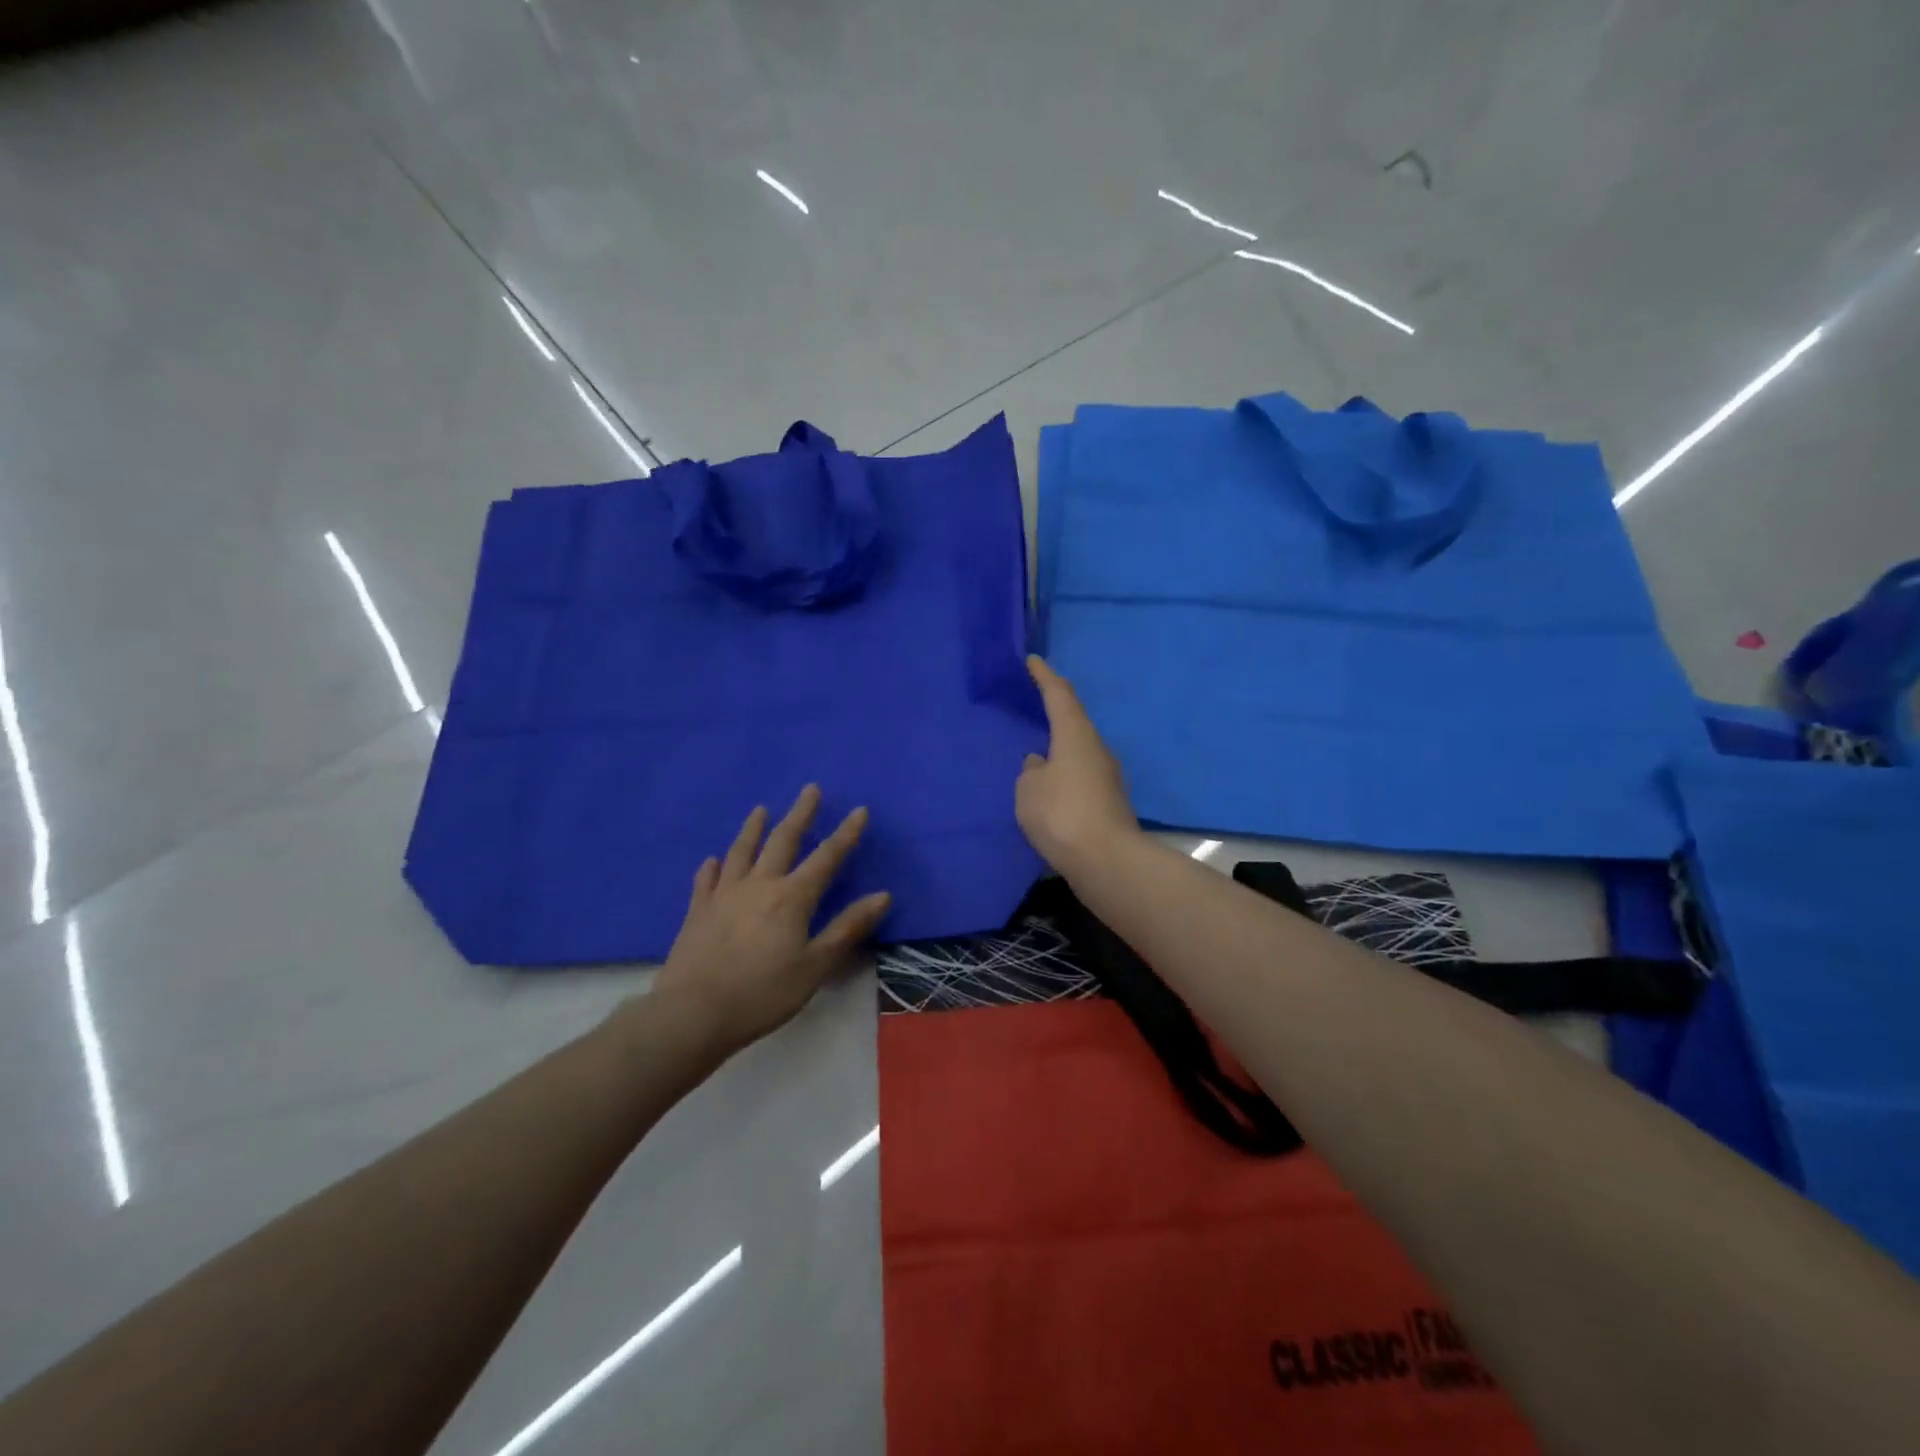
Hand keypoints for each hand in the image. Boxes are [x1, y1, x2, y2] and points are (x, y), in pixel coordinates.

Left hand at [651, 786, 891, 1058]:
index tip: (859, 810)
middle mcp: (759, 885)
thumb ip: (848, 928)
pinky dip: (713, 867)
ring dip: (753, 829)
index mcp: (792, 897)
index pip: (826, 857)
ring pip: (742, 852)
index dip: (846, 833)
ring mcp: (724, 895)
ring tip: (760, 809)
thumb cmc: (763, 993)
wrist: (694, 1013)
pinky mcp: (698, 911)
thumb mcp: (816, 965)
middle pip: (783, 841)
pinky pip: (706, 880)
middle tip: (809, 789)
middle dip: (800, 814)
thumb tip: (883, 895)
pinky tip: (713, 860)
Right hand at [1016, 655, 1140, 875]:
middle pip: (1073, 723)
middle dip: (1053, 714)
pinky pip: (1079, 778)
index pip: (1060, 695)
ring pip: (1077, 753)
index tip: (1033, 661)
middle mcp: (1097, 749)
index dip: (1045, 677)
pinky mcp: (1108, 803)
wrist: (1106, 861)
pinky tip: (1049, 791)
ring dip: (1059, 751)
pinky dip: (1064, 777)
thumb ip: (1031, 770)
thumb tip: (1041, 764)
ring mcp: (1107, 777)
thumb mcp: (1029, 789)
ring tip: (1035, 756)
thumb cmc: (1062, 814)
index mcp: (1076, 735)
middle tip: (1032, 708)